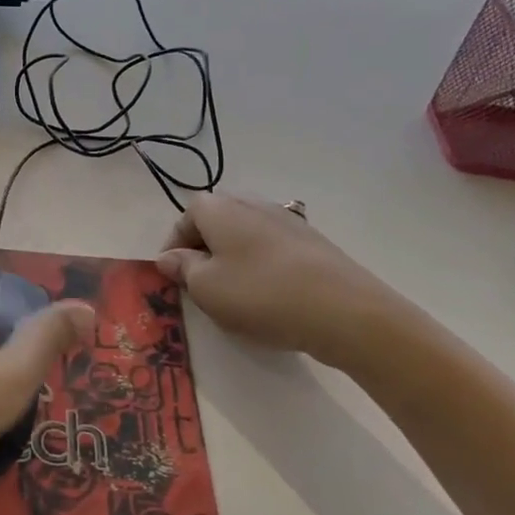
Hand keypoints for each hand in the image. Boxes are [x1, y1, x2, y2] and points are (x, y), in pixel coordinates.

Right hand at [156, 193, 410, 369]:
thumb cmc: (260, 294)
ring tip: (235, 292)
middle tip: (201, 283)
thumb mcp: (205, 287)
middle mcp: (252, 203)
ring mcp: (287, 219)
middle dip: (204, 248)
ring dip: (234, 257)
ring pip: (246, 233)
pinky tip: (270, 295)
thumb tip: (169, 256)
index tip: (172, 275)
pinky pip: (273, 247)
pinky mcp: (313, 241)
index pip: (185, 216)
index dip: (174, 245)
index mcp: (220, 208)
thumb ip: (182, 268)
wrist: (344, 311)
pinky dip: (263, 265)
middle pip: (217, 220)